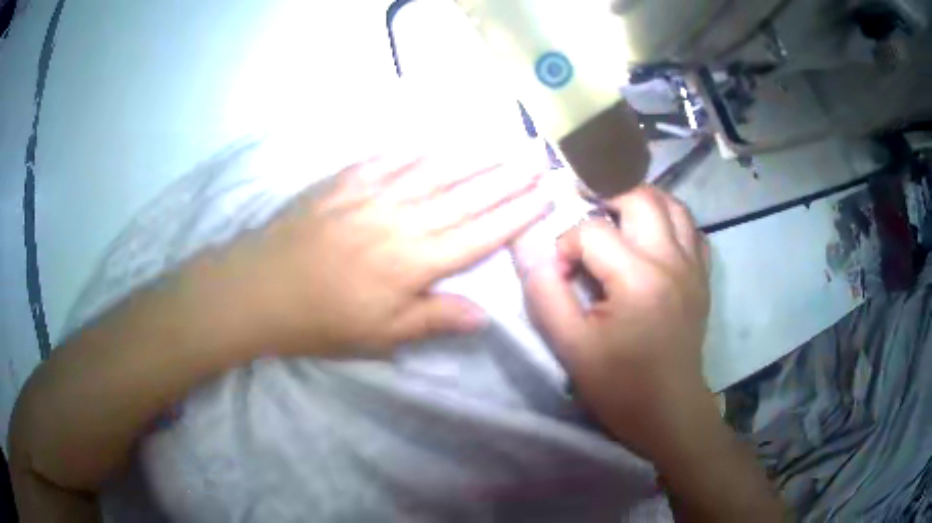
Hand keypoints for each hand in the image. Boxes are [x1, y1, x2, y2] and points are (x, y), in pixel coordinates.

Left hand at [230, 148, 552, 356]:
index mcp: (414, 262)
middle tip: (536, 158)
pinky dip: (417, 150)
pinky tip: (436, 141)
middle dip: (506, 178)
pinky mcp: (345, 183)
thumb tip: (486, 315)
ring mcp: (372, 196)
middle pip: (465, 195)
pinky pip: (388, 160)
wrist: (260, 288)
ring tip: (502, 143)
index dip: (516, 215)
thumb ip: (434, 319)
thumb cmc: (321, 320)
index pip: (480, 234)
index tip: (544, 196)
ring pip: (433, 171)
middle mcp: (402, 221)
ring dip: (472, 157)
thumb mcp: (380, 335)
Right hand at [512, 186, 710, 456]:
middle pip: (639, 197)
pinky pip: (692, 230)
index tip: (561, 276)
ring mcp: (693, 267)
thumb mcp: (570, 347)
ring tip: (618, 219)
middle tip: (586, 220)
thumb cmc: (619, 386)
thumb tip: (535, 253)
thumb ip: (546, 294)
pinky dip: (671, 223)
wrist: (669, 411)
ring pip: (673, 204)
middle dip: (605, 200)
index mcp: (638, 279)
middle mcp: (672, 260)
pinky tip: (653, 240)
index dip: (566, 246)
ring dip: (641, 203)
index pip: (592, 231)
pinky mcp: (703, 278)